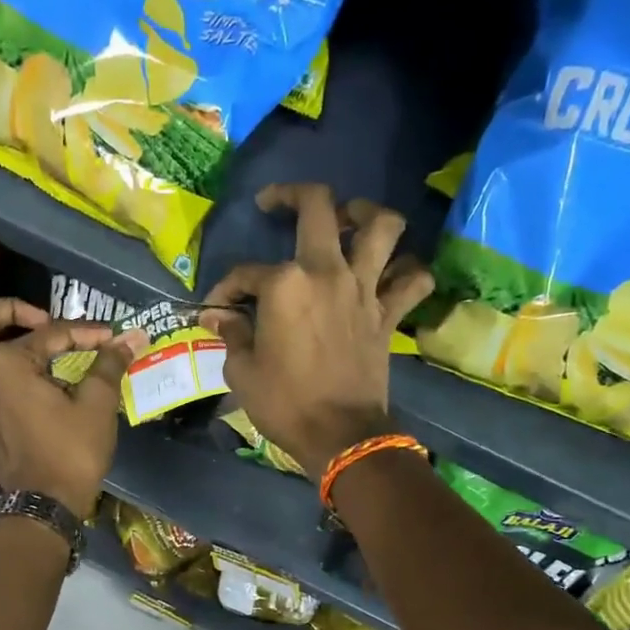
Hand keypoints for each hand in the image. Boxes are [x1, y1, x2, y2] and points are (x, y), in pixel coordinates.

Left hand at [0, 298, 143, 517]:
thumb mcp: (97, 404)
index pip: (49, 334)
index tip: (111, 339)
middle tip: (41, 322)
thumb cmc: (72, 451)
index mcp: (7, 362)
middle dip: (9, 312)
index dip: (84, 333)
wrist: (45, 505)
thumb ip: (109, 364)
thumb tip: (131, 337)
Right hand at [200, 184, 432, 476]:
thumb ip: (231, 334)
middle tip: (276, 203)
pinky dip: (408, 271)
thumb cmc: (284, 403)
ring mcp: (364, 289)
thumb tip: (216, 316)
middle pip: (318, 208)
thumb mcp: (242, 371)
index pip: (246, 273)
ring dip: (366, 213)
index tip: (216, 309)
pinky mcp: (388, 313)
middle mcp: (327, 272)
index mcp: (284, 284)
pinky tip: (392, 272)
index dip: (226, 288)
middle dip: (292, 195)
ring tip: (350, 217)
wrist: (340, 435)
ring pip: (382, 227)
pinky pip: (412, 280)